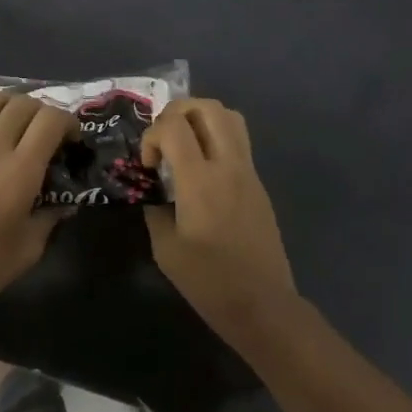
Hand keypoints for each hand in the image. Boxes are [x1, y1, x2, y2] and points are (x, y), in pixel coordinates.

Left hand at [0, 92, 74, 312]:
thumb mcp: (31, 247)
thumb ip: (50, 218)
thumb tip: (64, 205)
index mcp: (20, 170)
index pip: (50, 120)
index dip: (68, 121)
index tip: (71, 140)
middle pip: (22, 104)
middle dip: (42, 111)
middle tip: (46, 132)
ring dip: (8, 103)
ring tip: (14, 120)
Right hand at [141, 97, 295, 333]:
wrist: (262, 304)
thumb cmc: (209, 282)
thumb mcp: (165, 249)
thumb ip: (155, 209)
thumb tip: (154, 191)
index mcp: (201, 181)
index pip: (174, 126)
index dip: (152, 135)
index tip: (149, 165)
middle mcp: (228, 166)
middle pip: (207, 107)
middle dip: (177, 112)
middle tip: (164, 140)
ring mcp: (249, 172)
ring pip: (229, 117)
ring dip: (201, 119)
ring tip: (184, 146)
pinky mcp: (259, 183)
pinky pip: (238, 141)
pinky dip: (216, 139)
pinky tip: (202, 171)